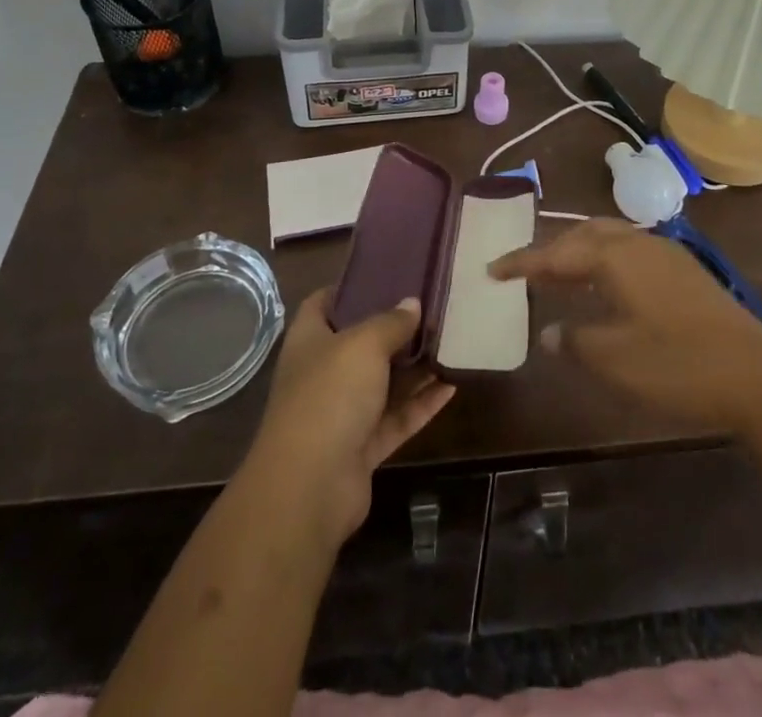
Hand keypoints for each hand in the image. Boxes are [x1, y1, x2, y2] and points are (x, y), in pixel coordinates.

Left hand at [245, 289, 455, 543]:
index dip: (348, 287)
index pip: (323, 303)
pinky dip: (421, 404)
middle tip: (430, 306)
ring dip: (412, 367)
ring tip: (448, 342)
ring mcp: (342, 413)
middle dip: (392, 328)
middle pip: (359, 344)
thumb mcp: (363, 344)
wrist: (310, 487)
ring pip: (382, 383)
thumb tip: (412, 303)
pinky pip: (396, 418)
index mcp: (309, 341)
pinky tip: (452, 386)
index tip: (384, 273)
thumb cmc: (329, 396)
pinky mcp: (362, 447)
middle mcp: (322, 373)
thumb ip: (391, 322)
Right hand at [489, 219, 761, 435]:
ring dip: (580, 251)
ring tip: (560, 275)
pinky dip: (605, 260)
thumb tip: (549, 331)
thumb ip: (576, 341)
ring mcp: (666, 254)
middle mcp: (638, 243)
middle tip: (526, 271)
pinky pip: (630, 251)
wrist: (758, 376)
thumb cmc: (679, 365)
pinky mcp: (684, 271)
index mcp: (616, 257)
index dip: (523, 262)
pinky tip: (606, 287)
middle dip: (552, 249)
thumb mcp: (616, 359)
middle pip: (584, 234)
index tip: (492, 269)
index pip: (556, 253)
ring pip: (610, 239)